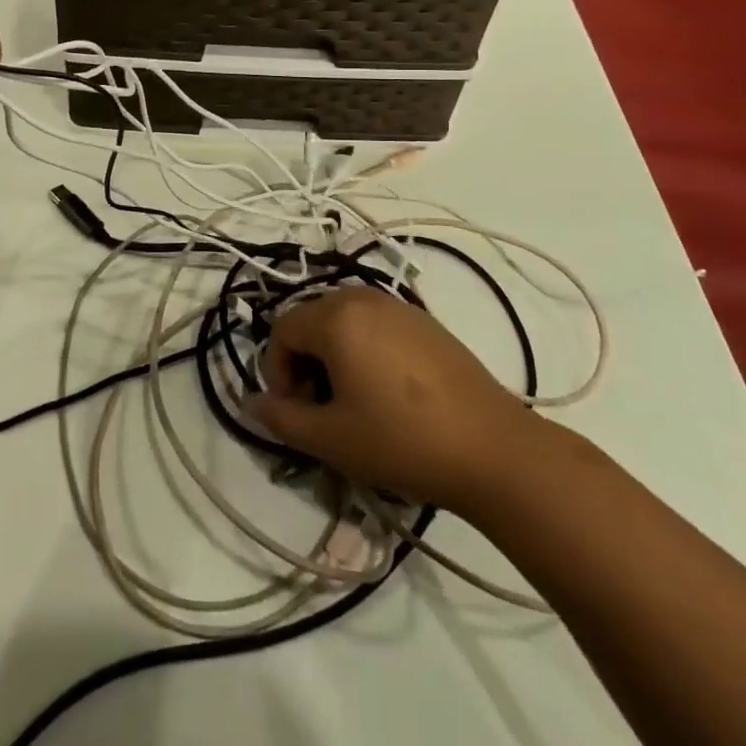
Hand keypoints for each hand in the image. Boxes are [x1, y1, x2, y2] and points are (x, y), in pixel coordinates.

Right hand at [249, 287, 531, 515]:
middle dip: (303, 361)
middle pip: (311, 319)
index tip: (294, 411)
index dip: (276, 370)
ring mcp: (398, 305)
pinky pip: (375, 324)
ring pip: (343, 320)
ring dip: (333, 354)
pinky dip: (363, 348)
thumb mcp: (332, 439)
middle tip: (319, 408)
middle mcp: (362, 297)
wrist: (492, 448)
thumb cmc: (402, 441)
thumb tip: (252, 403)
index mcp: (335, 317)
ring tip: (351, 400)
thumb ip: (282, 419)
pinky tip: (386, 391)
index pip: (282, 329)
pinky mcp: (425, 321)